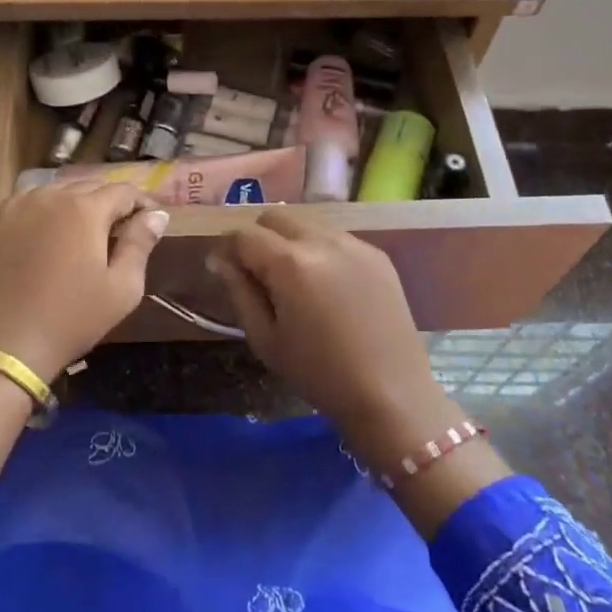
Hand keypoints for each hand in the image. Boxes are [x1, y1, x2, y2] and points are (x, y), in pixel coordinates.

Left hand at [0, 182, 168, 383]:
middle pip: (90, 186)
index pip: (124, 191)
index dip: (142, 204)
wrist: (6, 343)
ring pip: (58, 191)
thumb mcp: (122, 288)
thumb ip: (140, 244)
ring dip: (77, 204)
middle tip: (120, 231)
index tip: (150, 223)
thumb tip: (157, 214)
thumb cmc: (72, 318)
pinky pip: (30, 202)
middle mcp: (51, 195)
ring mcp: (18, 205)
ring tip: (85, 233)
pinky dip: (47, 211)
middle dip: (110, 203)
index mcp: (85, 208)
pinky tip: (50, 235)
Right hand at [206, 212, 463, 456]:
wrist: (391, 393)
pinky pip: (337, 239)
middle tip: (257, 273)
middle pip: (276, 218)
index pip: (244, 235)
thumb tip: (221, 261)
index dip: (227, 248)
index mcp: (290, 263)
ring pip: (308, 225)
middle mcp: (322, 241)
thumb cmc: (319, 373)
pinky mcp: (378, 255)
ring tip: (294, 281)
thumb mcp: (266, 339)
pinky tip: (326, 287)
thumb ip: (240, 291)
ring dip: (290, 241)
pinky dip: (320, 251)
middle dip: (258, 238)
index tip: (223, 268)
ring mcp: (355, 244)